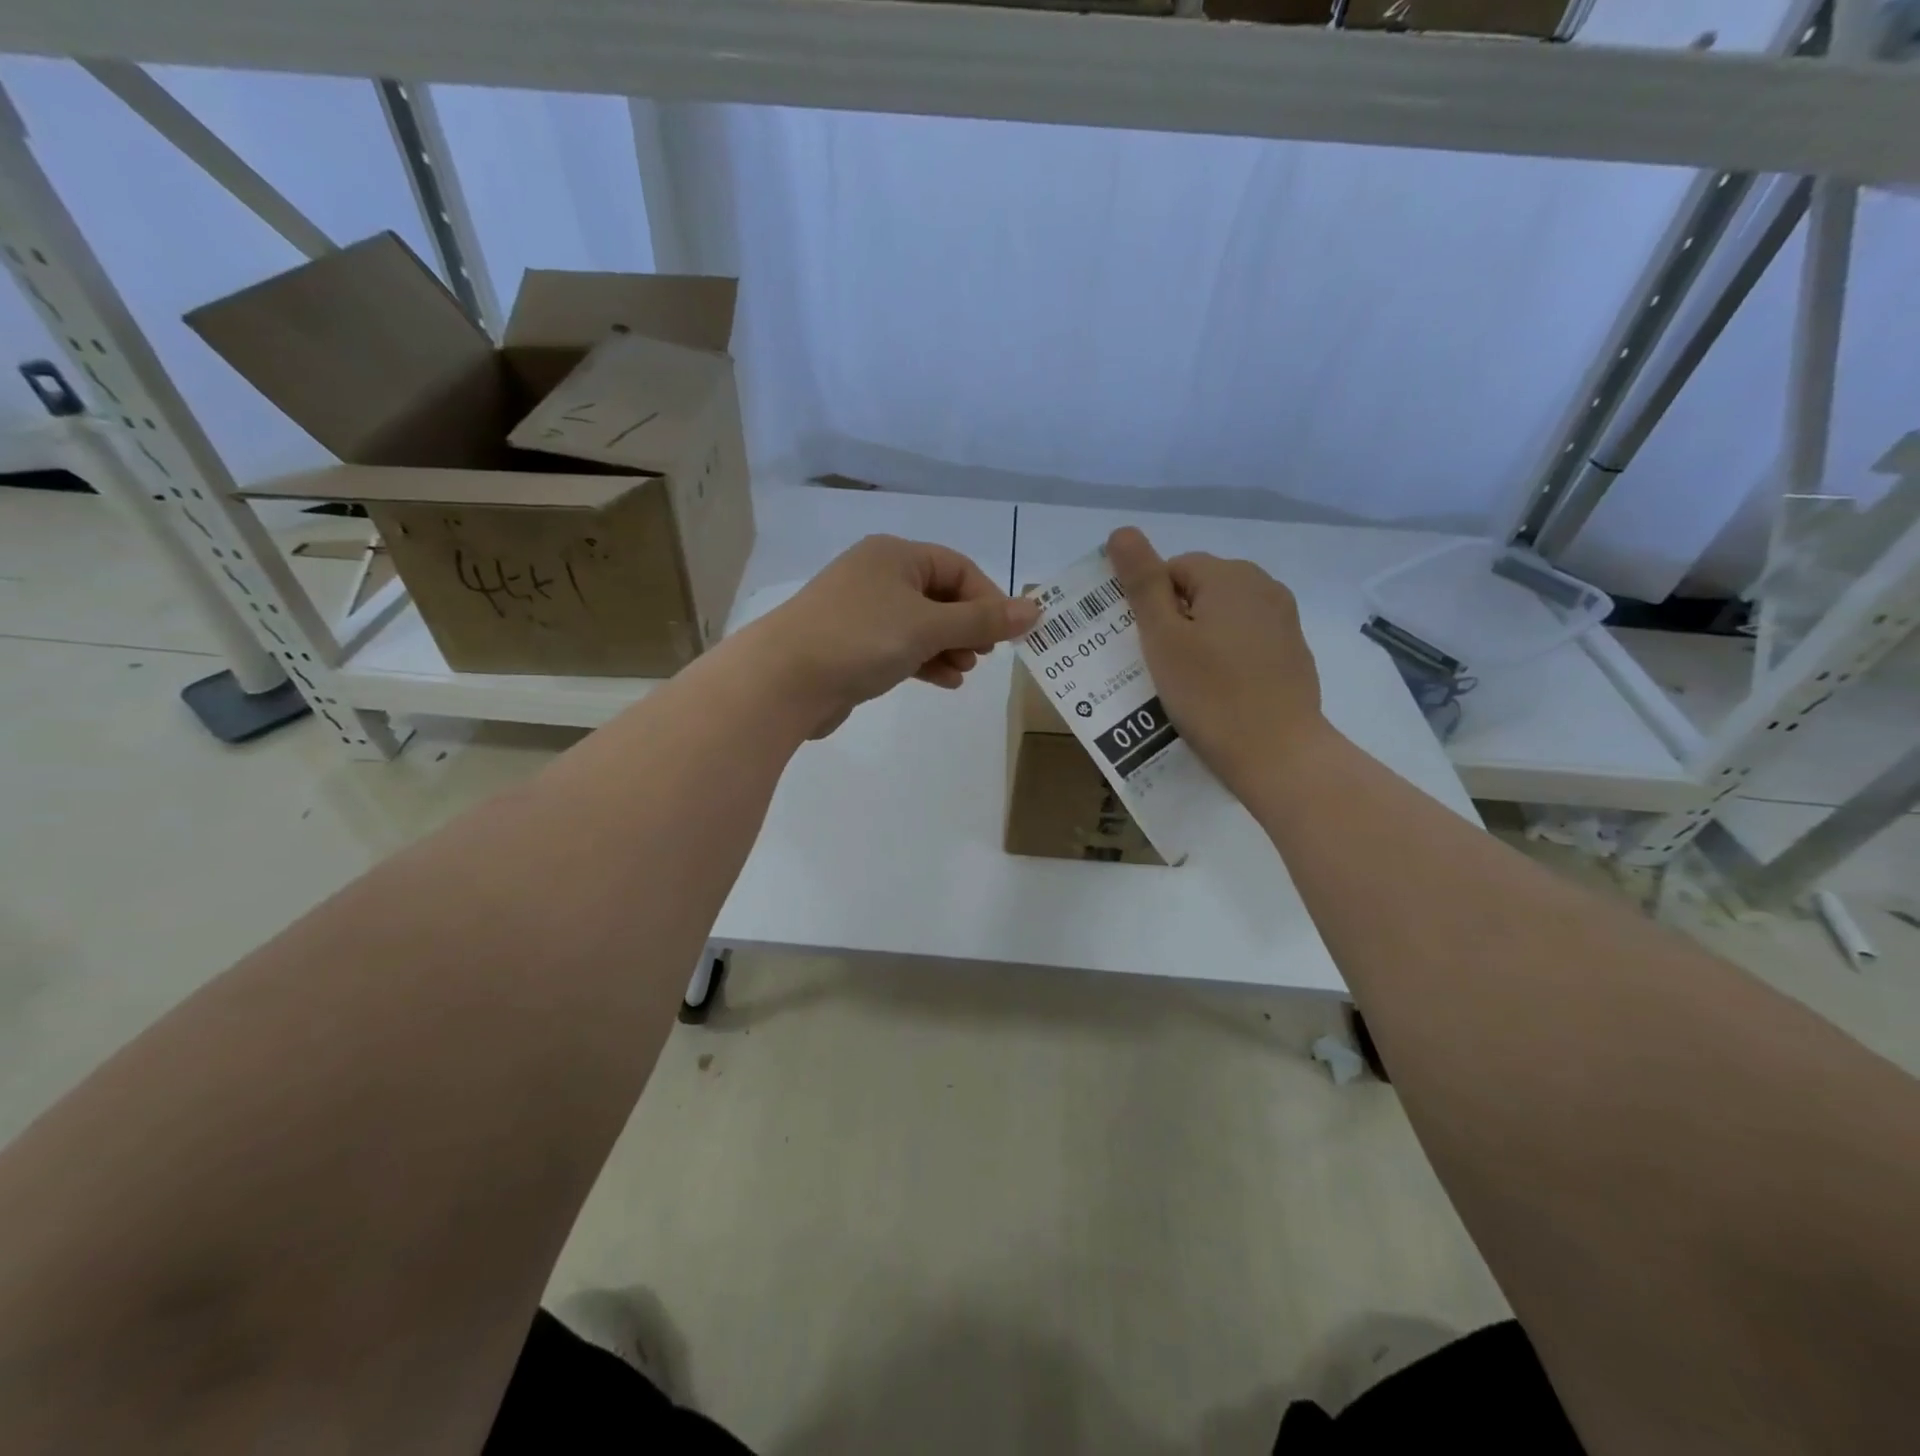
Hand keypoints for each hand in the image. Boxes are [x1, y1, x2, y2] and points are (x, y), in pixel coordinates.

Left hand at [734, 534, 1041, 738]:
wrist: (783, 680)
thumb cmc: (860, 639)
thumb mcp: (928, 626)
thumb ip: (982, 620)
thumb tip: (1034, 610)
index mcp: (895, 556)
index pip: (958, 568)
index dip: (988, 600)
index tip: (1005, 635)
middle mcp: (877, 576)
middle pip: (940, 596)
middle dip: (967, 626)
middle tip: (985, 655)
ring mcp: (861, 612)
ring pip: (920, 625)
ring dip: (948, 647)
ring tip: (964, 671)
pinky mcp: (851, 646)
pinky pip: (900, 647)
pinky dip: (924, 661)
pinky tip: (943, 681)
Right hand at [1106, 527, 1327, 795]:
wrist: (1278, 753)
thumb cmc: (1210, 694)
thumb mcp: (1163, 638)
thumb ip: (1142, 582)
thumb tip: (1121, 532)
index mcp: (1230, 575)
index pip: (1172, 568)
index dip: (1150, 604)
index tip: (1145, 644)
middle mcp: (1263, 586)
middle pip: (1200, 589)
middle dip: (1175, 619)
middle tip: (1160, 665)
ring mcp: (1284, 620)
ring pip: (1223, 616)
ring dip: (1199, 638)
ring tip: (1186, 681)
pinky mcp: (1293, 652)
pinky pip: (1245, 641)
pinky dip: (1226, 657)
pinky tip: (1219, 692)